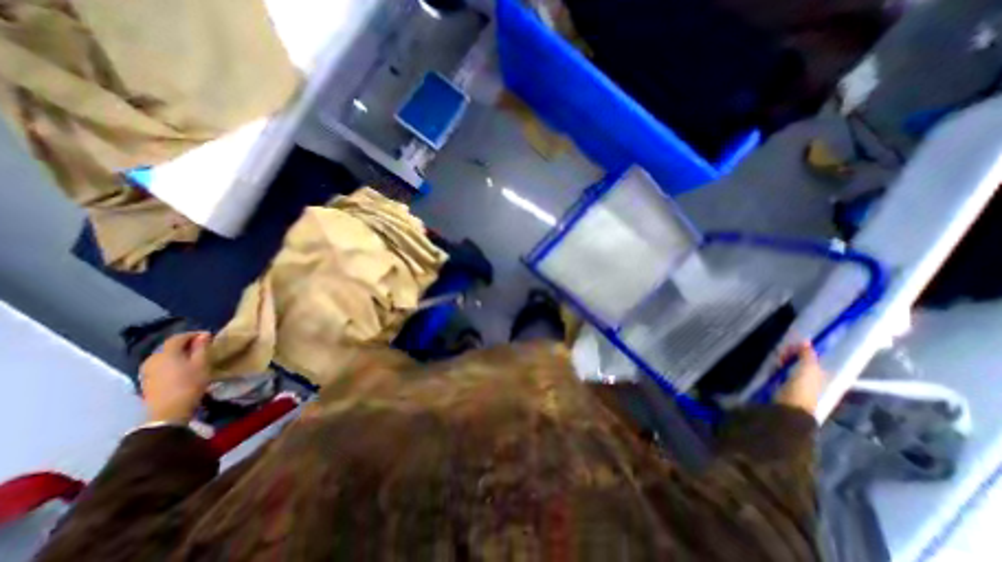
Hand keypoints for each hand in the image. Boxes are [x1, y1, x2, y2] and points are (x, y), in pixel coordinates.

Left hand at [138, 332, 211, 422]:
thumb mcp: (201, 364)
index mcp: (166, 353)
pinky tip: (182, 367)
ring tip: (194, 357)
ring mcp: (146, 370)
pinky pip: (160, 364)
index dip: (193, 334)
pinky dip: (172, 361)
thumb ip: (201, 347)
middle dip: (185, 344)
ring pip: (164, 355)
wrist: (168, 410)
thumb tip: (203, 335)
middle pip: (169, 346)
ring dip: (178, 353)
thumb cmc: (190, 383)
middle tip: (202, 346)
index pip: (178, 337)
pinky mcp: (146, 379)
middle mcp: (152, 358)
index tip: (208, 336)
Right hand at [770, 341, 825, 415]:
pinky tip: (772, 367)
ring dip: (782, 361)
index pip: (811, 358)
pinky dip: (776, 368)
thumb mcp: (807, 368)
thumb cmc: (802, 387)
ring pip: (789, 366)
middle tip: (781, 350)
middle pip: (799, 361)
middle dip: (791, 355)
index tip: (791, 344)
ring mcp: (796, 382)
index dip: (802, 350)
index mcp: (820, 373)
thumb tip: (806, 340)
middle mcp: (810, 377)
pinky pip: (780, 372)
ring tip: (775, 358)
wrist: (790, 406)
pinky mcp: (783, 386)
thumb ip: (807, 355)